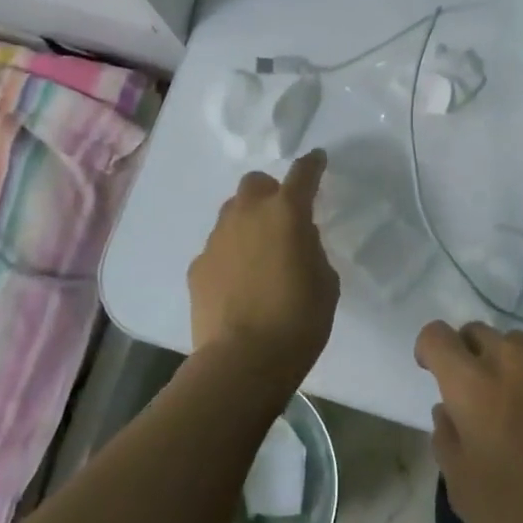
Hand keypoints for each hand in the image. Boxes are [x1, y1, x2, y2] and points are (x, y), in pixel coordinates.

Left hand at [188, 151, 338, 395]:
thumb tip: (296, 241)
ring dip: (247, 224)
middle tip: (281, 217)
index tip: (318, 161)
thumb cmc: (298, 319)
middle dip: (269, 192)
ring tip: (258, 255)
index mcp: (286, 212)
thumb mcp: (325, 280)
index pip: (303, 173)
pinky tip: (237, 284)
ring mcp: (217, 239)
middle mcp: (248, 214)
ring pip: (232, 214)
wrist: (242, 361)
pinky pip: (217, 249)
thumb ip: (311, 248)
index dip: (313, 165)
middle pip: (255, 183)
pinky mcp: (197, 267)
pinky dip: (229, 256)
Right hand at [415, 321, 522, 522]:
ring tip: (522, 410)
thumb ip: (447, 440)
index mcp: (473, 384)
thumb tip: (448, 410)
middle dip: (469, 357)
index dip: (429, 350)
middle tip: (479, 400)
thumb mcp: (464, 493)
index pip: (437, 335)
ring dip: (509, 367)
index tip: (433, 372)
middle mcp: (513, 359)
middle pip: (478, 333)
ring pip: (519, 346)